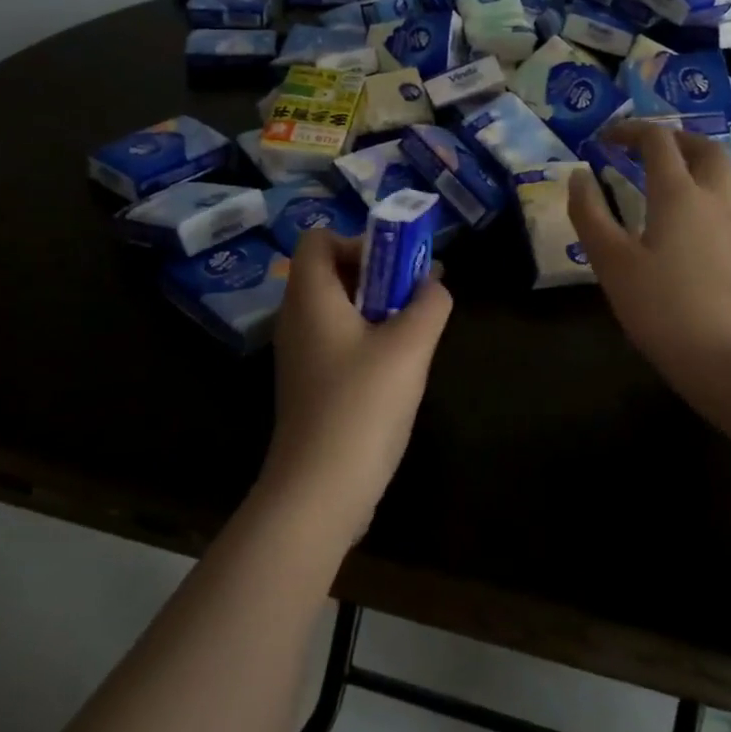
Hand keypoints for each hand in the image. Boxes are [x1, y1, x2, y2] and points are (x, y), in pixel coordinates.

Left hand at [260, 231, 451, 540]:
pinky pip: (338, 340)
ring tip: (413, 333)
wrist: (319, 493)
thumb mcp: (409, 346)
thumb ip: (429, 304)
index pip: (318, 238)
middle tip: (414, 297)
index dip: (357, 240)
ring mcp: (300, 355)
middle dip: (378, 274)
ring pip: (339, 308)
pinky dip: (367, 339)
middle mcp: (297, 319)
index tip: (395, 267)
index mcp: (310, 298)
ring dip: (377, 308)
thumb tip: (433, 284)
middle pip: (331, 271)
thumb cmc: (361, 406)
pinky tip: (396, 369)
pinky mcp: (310, 385)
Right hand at [569, 123, 730, 451]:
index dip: (632, 131)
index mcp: (678, 194)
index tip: (607, 138)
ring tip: (689, 174)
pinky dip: (727, 196)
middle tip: (651, 148)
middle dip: (676, 139)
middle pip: (706, 149)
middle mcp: (716, 198)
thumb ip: (590, 214)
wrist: (728, 359)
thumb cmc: (661, 307)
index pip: (658, 142)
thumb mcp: (610, 262)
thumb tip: (578, 176)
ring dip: (710, 163)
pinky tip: (715, 218)